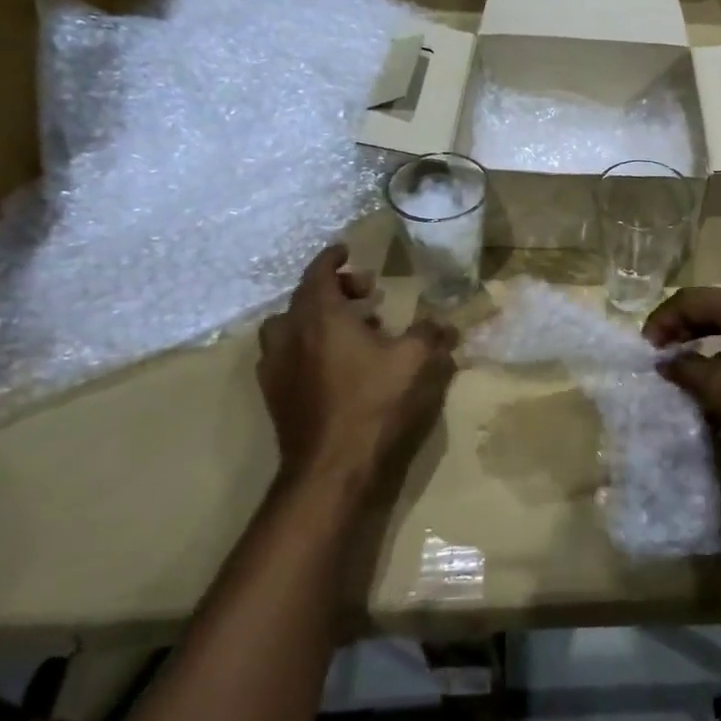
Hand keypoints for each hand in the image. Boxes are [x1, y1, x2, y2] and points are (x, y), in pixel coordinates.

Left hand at [256, 245, 457, 496]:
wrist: (331, 469)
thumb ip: (430, 333)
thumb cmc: (374, 403)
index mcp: (320, 316)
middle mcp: (290, 334)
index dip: (333, 258)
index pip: (318, 272)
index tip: (347, 251)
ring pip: (290, 327)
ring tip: (350, 330)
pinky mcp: (275, 396)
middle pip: (305, 298)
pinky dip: (306, 347)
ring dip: (317, 319)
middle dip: (335, 289)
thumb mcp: (415, 361)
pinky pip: (287, 356)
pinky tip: (332, 365)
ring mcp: (277, 367)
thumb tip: (445, 323)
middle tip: (367, 295)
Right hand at [643, 288, 720, 458]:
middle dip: (683, 327)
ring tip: (687, 366)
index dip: (663, 320)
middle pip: (713, 306)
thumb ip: (686, 370)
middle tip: (661, 352)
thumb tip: (665, 361)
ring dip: (705, 339)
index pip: (691, 300)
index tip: (647, 347)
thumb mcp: (720, 391)